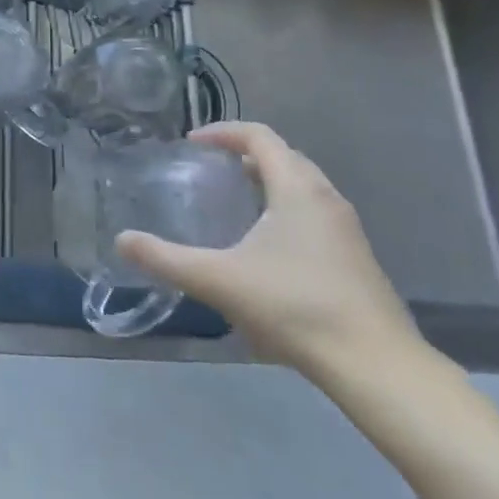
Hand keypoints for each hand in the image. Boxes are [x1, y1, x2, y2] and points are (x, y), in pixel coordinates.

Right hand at [116, 122, 421, 383]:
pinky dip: (286, 209)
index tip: (192, 143)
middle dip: (246, 154)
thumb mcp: (220, 281)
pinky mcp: (356, 259)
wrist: (377, 366)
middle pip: (285, 156)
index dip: (223, 131)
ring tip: (236, 202)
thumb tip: (122, 240)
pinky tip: (267, 248)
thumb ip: (166, 259)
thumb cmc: (295, 307)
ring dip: (268, 182)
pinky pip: (314, 213)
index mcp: (297, 189)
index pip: (259, 136)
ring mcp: (347, 230)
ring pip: (303, 186)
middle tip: (211, 169)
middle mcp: (326, 198)